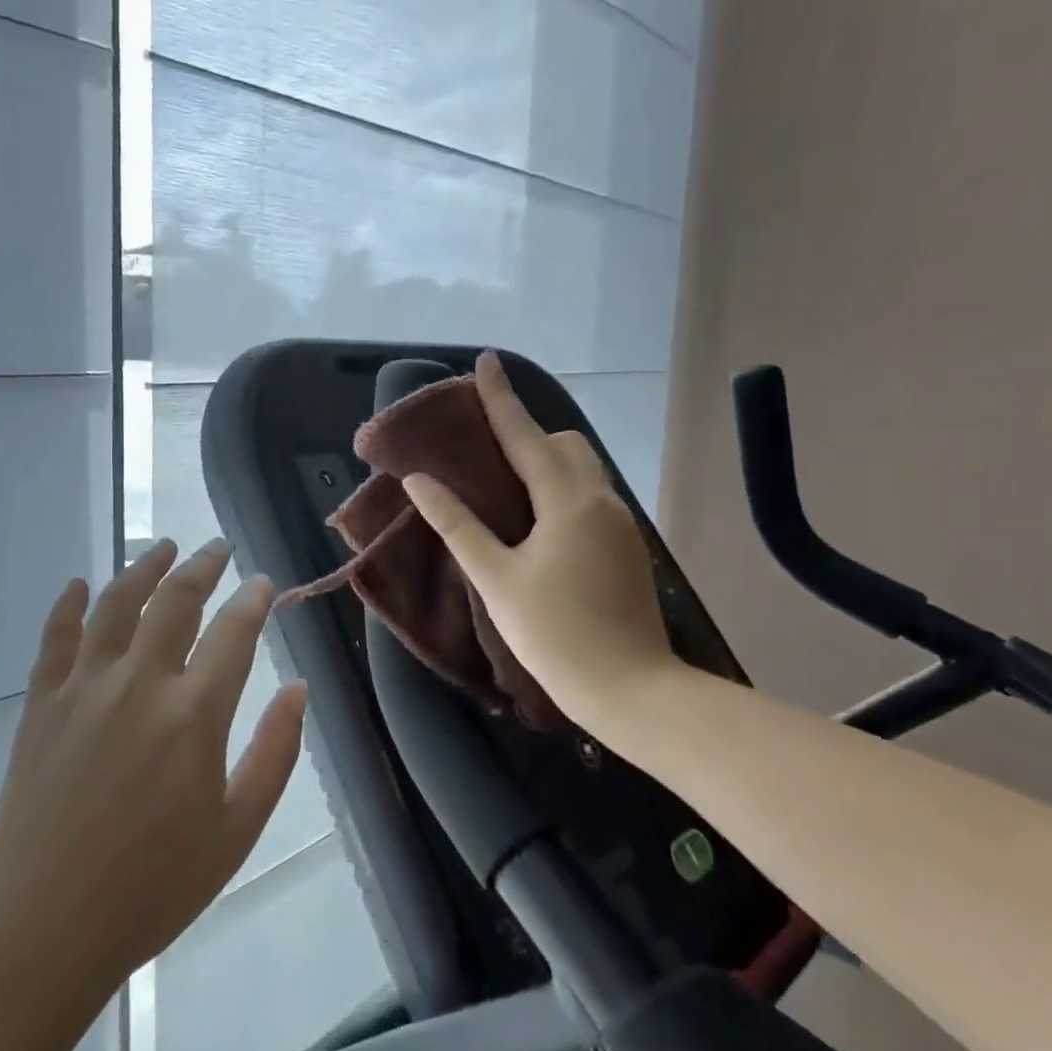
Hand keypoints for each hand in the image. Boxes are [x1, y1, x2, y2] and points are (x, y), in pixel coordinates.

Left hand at [0, 538, 306, 998]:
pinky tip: (81, 584)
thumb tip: (298, 691)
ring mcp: (84, 688)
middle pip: (176, 601)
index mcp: (194, 715)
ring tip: (164, 547)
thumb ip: (275, 753)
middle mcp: (140, 683)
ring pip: (118, 603)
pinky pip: (56, 637)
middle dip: (203, 566)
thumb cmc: (153, 887)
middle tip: (218, 548)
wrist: (41, 929)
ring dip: (145, 567)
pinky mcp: (41, 704)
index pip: (234, 632)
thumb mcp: (237, 830)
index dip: (254, 600)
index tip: (263, 583)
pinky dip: (70, 604)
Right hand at [401, 352, 675, 729]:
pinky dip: (560, 489)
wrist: (631, 689)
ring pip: (581, 469)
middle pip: (563, 443)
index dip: (500, 397)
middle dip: (526, 433)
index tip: (486, 360)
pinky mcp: (626, 546)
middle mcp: (599, 498)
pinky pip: (589, 496)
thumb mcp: (496, 578)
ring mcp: (619, 523)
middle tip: (485, 449)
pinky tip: (536, 522)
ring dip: (545, 462)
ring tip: (505, 486)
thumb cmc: (555, 634)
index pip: (525, 434)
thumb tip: (420, 481)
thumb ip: (457, 524)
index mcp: (567, 499)